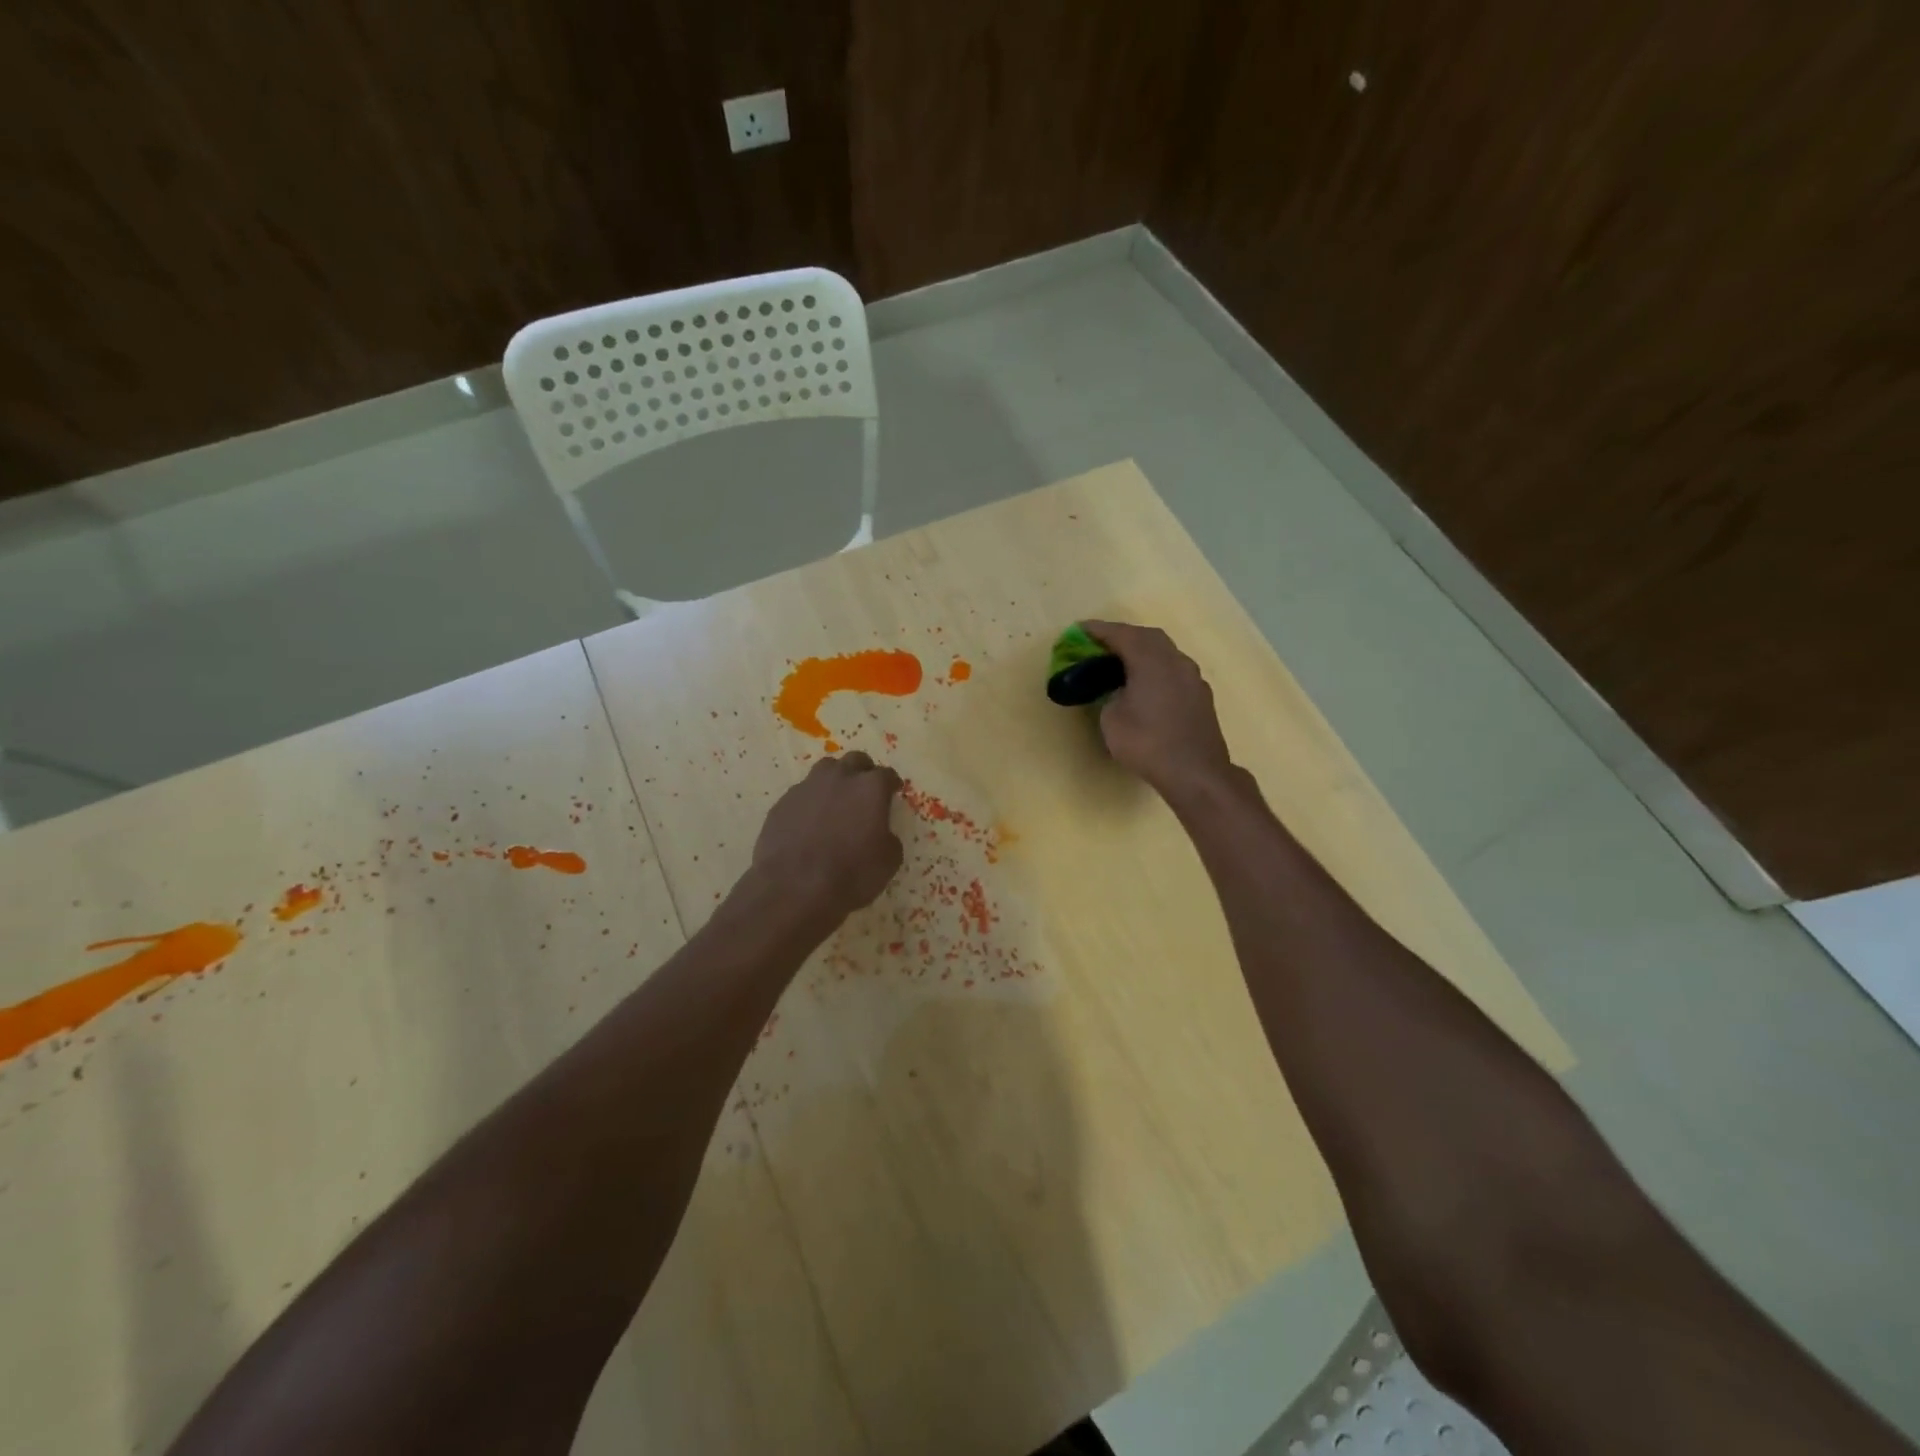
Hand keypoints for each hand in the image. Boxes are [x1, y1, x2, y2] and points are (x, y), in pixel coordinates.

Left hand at [751, 751, 903, 922]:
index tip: (893, 791)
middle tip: (865, 791)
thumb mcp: (888, 861)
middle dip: (863, 772)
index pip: (887, 775)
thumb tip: (882, 834)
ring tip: (835, 801)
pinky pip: (802, 794)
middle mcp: (839, 778)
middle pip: (855, 761)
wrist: (794, 888)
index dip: (892, 784)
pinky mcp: (782, 802)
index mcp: (870, 788)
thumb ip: (889, 838)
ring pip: (825, 770)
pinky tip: (810, 823)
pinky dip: (810, 802)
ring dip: (834, 780)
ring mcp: (807, 787)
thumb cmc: (851, 874)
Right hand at [1081, 621, 1234, 798]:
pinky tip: (1146, 683)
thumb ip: (1111, 696)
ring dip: (1143, 651)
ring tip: (1122, 662)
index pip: (1121, 635)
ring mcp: (1192, 677)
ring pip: (1164, 652)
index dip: (1099, 630)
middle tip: (1101, 644)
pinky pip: (1173, 670)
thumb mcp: (1112, 719)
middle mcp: (1175, 660)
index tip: (1080, 629)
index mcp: (1150, 660)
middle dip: (1123, 636)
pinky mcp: (1200, 695)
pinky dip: (1156, 668)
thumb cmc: (1147, 743)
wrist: (1195, 772)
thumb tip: (1120, 692)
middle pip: (1147, 637)